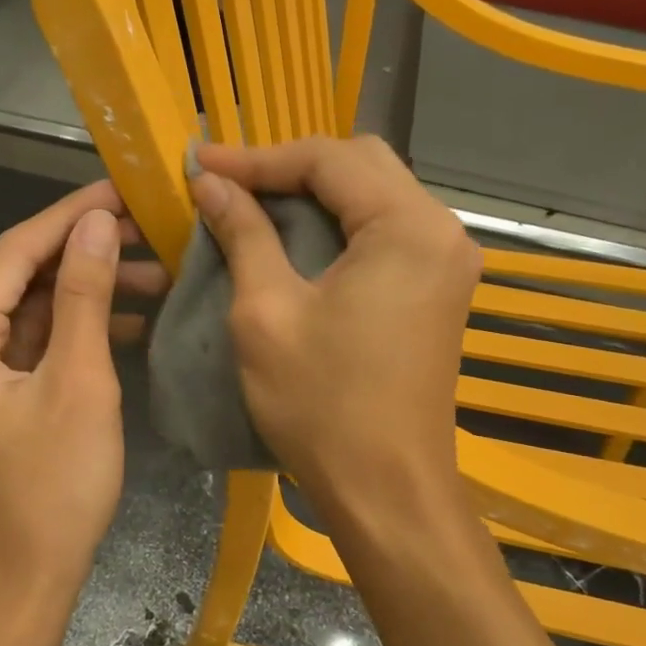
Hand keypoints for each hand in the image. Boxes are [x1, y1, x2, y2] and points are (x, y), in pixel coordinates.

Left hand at [0, 181, 167, 630]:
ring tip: (156, 274)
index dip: (71, 215)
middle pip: (21, 277)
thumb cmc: (50, 488)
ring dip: (89, 292)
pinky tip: (132, 322)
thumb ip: (82, 295)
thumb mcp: (77, 383)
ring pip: (33, 311)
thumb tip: (95, 221)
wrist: (21, 585)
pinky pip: (36, 346)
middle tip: (151, 231)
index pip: (14, 251)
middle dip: (86, 253)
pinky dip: (78, 331)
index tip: (125, 188)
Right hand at [189, 136, 479, 504]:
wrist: (387, 489)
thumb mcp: (266, 312)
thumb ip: (243, 234)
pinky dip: (336, 224)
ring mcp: (447, 261)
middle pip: (360, 164)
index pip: (328, 158)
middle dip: (288, 167)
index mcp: (407, 226)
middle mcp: (441, 230)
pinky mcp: (438, 288)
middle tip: (227, 183)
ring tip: (250, 204)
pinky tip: (294, 238)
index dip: (257, 157)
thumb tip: (210, 183)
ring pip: (374, 194)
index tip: (198, 163)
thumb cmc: (322, 404)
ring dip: (312, 194)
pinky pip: (384, 230)